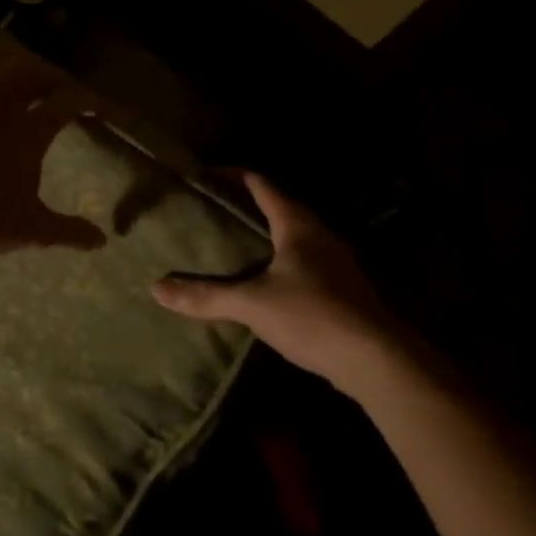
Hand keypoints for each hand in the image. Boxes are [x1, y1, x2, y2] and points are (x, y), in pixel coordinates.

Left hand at [0, 52, 107, 256]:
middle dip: (48, 75)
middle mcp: (0, 110)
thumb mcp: (31, 230)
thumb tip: (101, 241)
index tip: (97, 105)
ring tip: (19, 76)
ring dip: (8, 71)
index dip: (86, 100)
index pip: (66, 104)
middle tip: (57, 85)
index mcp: (30, 133)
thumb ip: (68, 231)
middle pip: (30, 75)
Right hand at [152, 172, 400, 393]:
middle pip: (279, 206)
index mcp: (298, 225)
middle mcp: (319, 234)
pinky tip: (261, 280)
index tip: (203, 175)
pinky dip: (277, 260)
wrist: (378, 361)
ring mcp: (335, 262)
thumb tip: (157, 288)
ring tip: (230, 242)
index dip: (232, 175)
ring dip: (263, 233)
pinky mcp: (343, 288)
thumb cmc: (314, 315)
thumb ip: (206, 295)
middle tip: (209, 209)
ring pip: (292, 235)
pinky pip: (302, 261)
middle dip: (245, 204)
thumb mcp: (252, 304)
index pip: (261, 184)